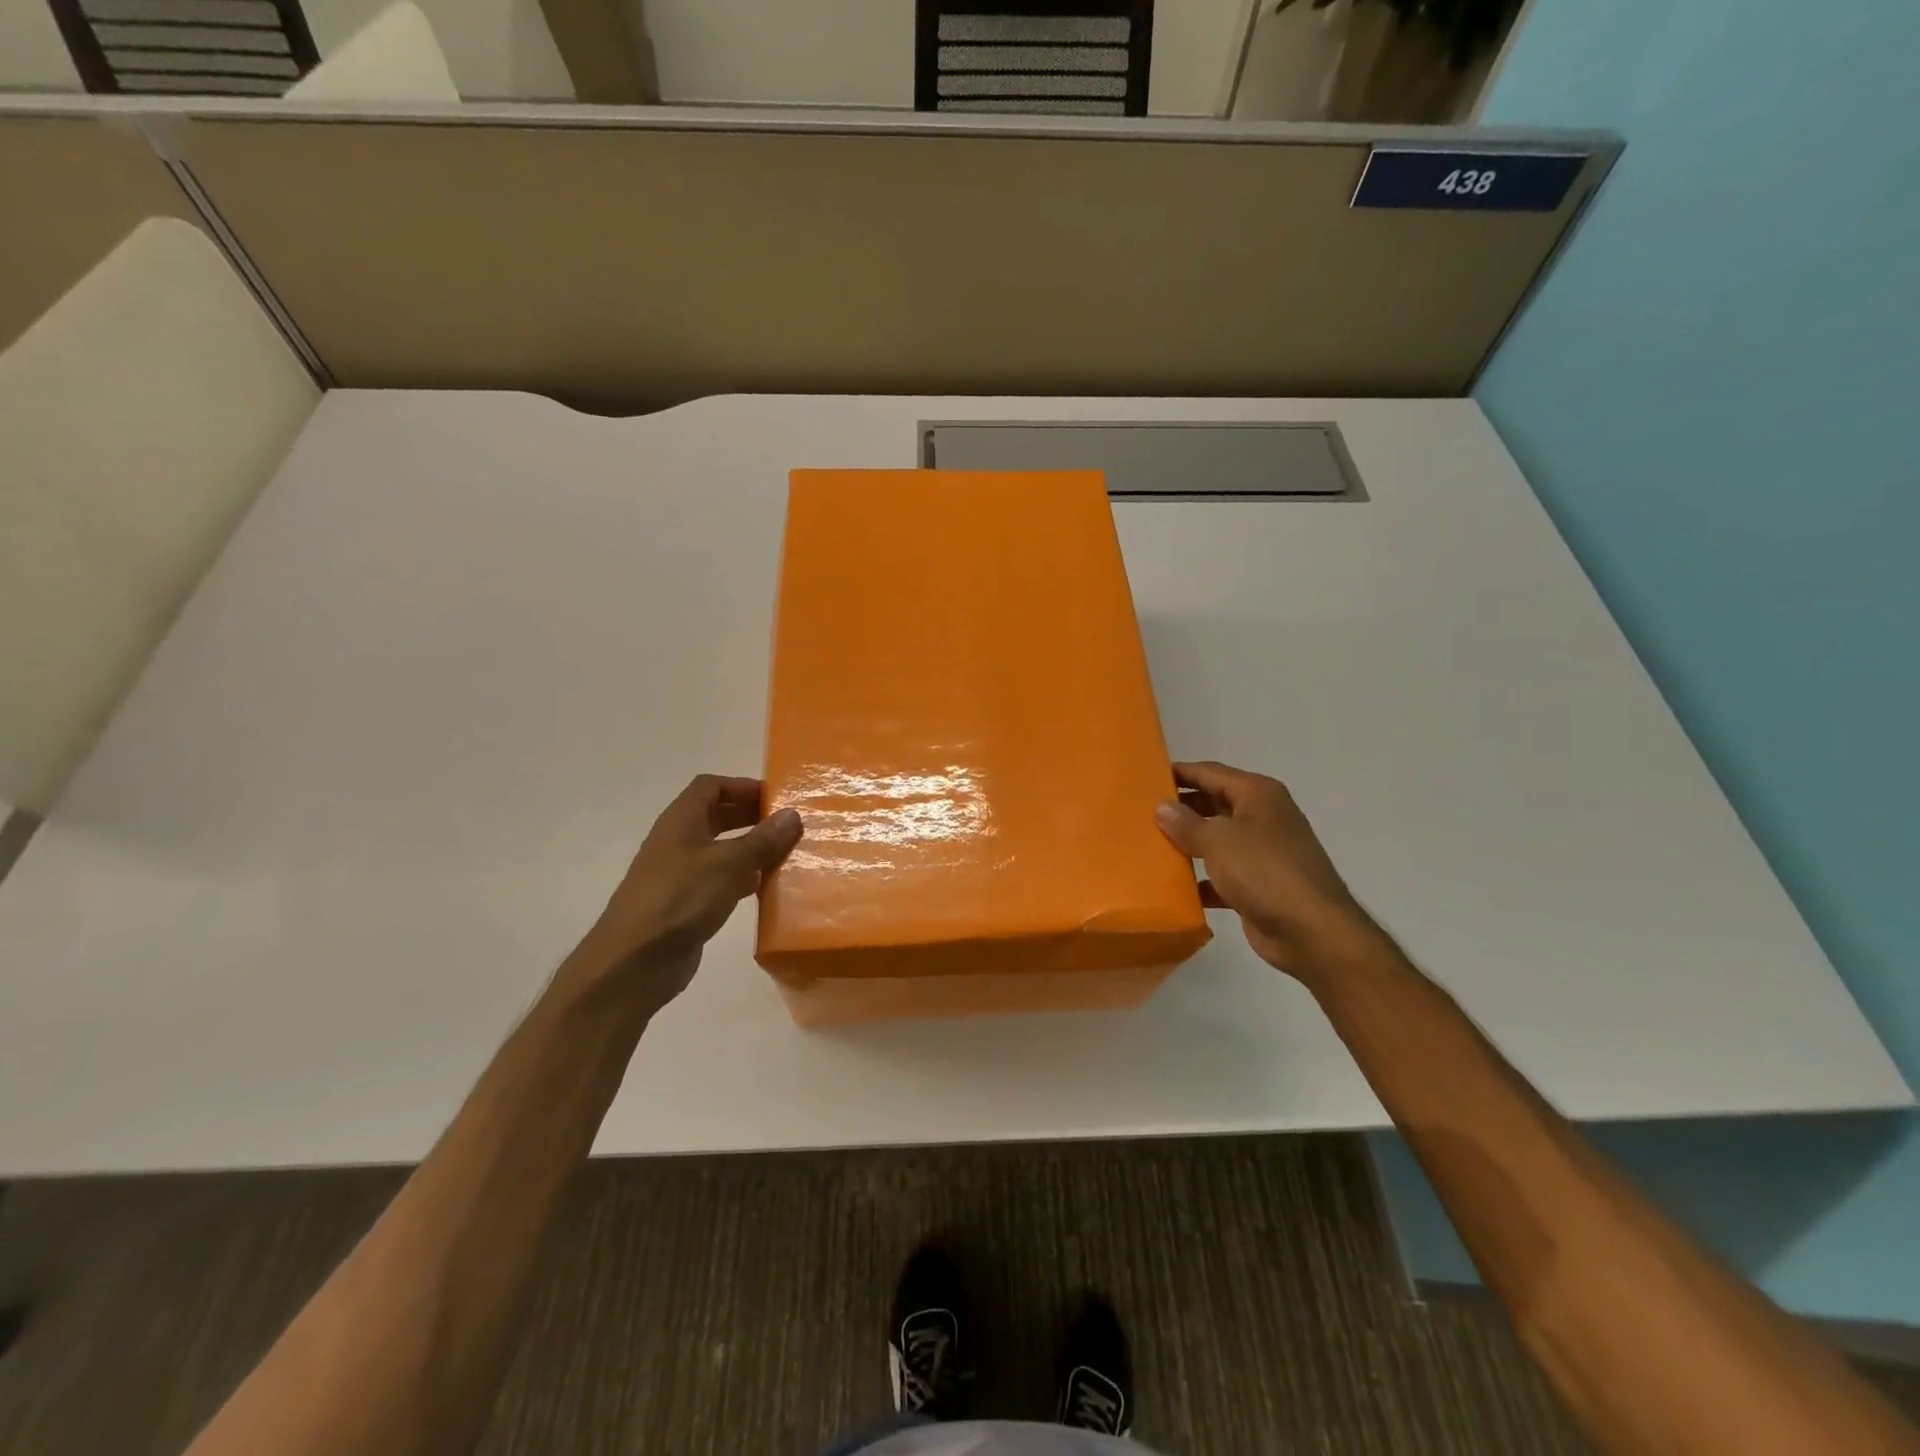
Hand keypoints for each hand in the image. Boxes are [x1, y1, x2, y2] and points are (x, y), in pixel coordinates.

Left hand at [568, 775, 802, 1014]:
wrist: (633, 964)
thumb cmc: (679, 900)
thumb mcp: (727, 865)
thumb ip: (762, 840)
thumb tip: (792, 814)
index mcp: (681, 821)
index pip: (710, 786)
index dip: (742, 786)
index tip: (776, 798)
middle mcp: (678, 842)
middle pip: (717, 816)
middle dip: (751, 816)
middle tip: (788, 825)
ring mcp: (681, 874)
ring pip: (721, 850)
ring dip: (751, 848)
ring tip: (786, 854)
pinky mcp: (687, 904)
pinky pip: (720, 880)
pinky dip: (744, 878)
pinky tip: (766, 888)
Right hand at [1155, 760, 1375, 981]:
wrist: (1311, 931)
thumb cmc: (1264, 871)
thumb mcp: (1218, 840)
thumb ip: (1186, 823)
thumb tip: (1162, 807)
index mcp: (1258, 795)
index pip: (1211, 772)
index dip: (1180, 772)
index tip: (1146, 776)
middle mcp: (1263, 817)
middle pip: (1214, 803)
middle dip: (1182, 808)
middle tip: (1142, 812)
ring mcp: (1264, 852)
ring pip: (1218, 840)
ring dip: (1189, 843)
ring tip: (1151, 845)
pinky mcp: (1260, 885)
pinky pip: (1223, 874)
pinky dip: (1202, 878)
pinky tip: (1175, 886)